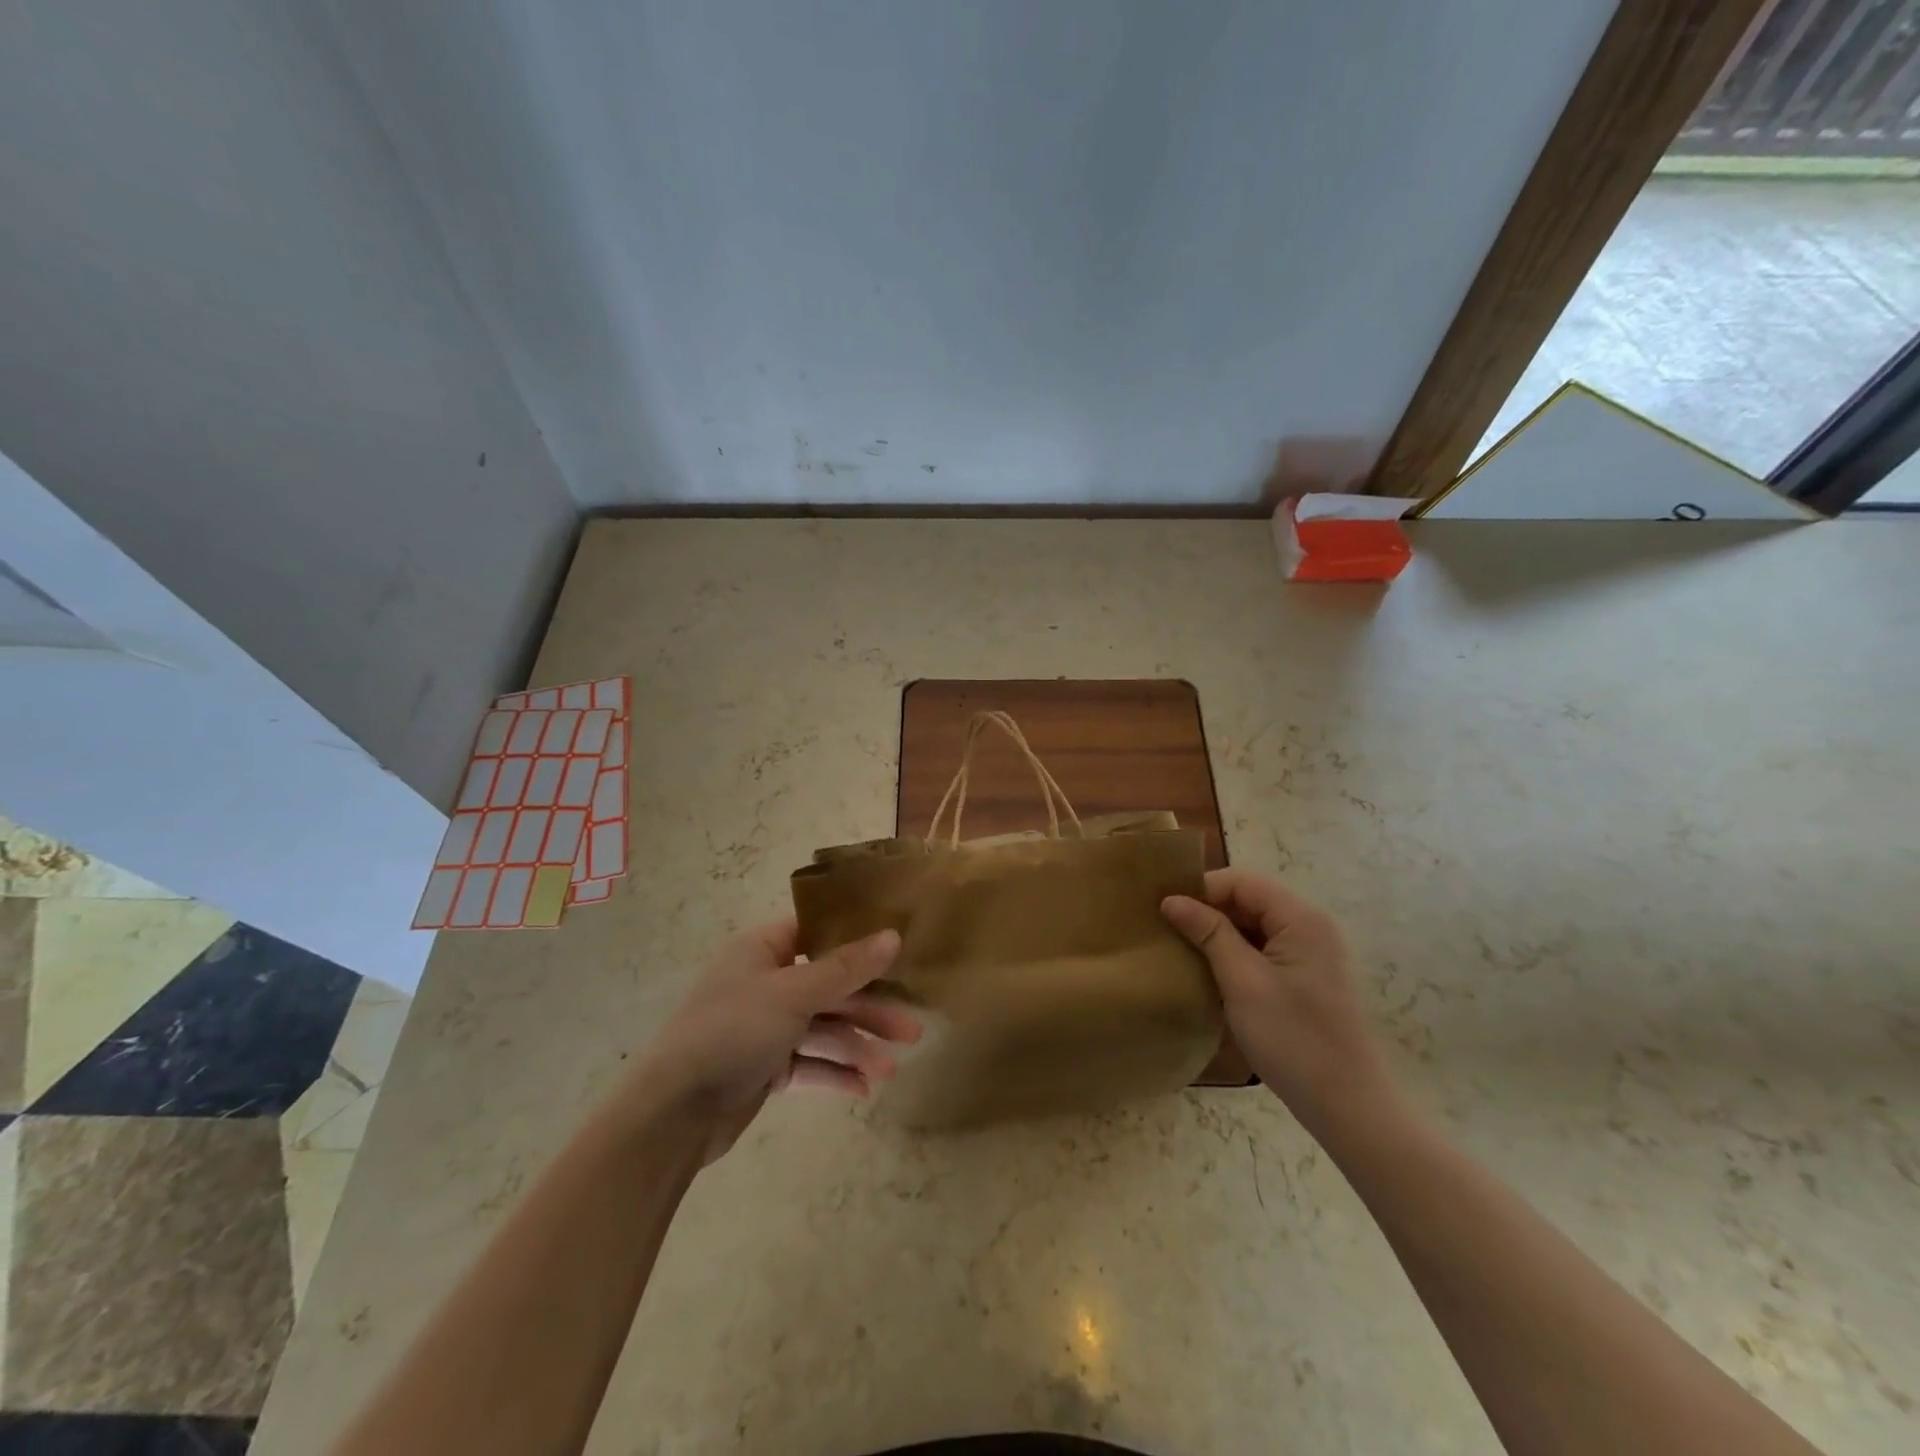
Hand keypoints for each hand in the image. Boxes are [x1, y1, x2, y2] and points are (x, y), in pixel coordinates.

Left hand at [633, 920, 919, 1163]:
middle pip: (829, 986)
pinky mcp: (764, 1067)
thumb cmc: (732, 1031)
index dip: (856, 939)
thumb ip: (846, 968)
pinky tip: (864, 1088)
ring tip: (893, 1068)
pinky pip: (808, 1063)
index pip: (816, 933)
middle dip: (869, 1008)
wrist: (673, 1113)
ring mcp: (764, 1027)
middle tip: (912, 1029)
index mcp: (762, 950)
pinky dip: (834, 1073)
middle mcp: (765, 982)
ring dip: (857, 1046)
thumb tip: (894, 936)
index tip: (897, 950)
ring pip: (822, 1028)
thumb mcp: (794, 993)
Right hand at [1163, 870, 1395, 1135]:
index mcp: (1301, 919)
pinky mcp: (1304, 977)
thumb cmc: (1293, 1039)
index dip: (1202, 890)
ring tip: (1182, 948)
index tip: (1164, 911)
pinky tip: (1210, 971)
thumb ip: (1208, 933)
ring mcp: (1310, 952)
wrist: (1347, 1107)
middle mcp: (1309, 926)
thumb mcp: (1242, 982)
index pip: (1241, 881)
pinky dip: (1234, 952)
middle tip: (1168, 929)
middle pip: (1249, 898)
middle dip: (1208, 910)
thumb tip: (1171, 899)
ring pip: (1253, 924)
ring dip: (1218, 933)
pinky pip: (1262, 948)